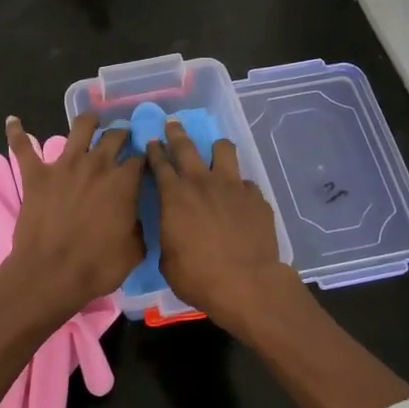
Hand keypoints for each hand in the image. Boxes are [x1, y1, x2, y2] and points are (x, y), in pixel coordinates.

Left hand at [3, 112, 144, 317]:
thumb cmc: (96, 267)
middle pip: (114, 136)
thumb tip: (137, 218)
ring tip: (91, 120)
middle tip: (122, 136)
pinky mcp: (36, 174)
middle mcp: (96, 165)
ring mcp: (64, 166)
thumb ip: (139, 227)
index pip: (140, 160)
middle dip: (121, 134)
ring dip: (88, 121)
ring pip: (80, 128)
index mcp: (123, 183)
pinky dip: (16, 132)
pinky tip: (13, 121)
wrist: (50, 275)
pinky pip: (22, 147)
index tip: (145, 161)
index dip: (144, 159)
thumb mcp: (134, 251)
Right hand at [146, 118, 296, 327]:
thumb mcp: (167, 260)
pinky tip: (240, 200)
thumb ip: (169, 235)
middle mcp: (202, 182)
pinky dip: (240, 188)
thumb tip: (173, 230)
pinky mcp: (256, 198)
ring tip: (215, 152)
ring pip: (224, 150)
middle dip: (177, 133)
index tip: (152, 142)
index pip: (160, 163)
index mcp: (174, 196)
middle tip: (173, 124)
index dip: (154, 151)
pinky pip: (246, 183)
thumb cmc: (198, 276)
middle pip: (187, 146)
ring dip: (216, 149)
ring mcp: (233, 186)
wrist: (246, 284)